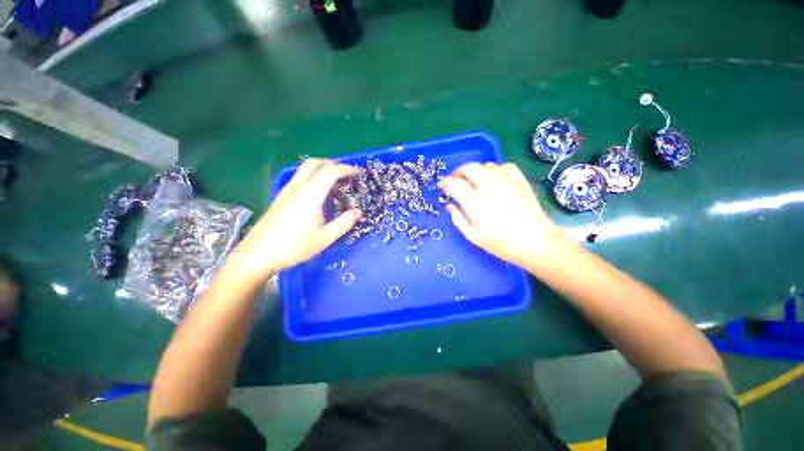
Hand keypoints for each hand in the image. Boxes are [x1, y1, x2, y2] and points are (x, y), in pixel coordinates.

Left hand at [232, 159, 361, 278]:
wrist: (257, 254)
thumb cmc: (294, 247)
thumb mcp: (325, 238)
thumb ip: (344, 223)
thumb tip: (358, 211)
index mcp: (310, 195)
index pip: (330, 172)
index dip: (347, 169)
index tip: (358, 173)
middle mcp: (297, 187)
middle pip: (314, 163)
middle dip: (333, 163)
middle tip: (346, 172)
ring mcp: (286, 191)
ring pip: (305, 168)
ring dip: (322, 168)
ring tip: (335, 180)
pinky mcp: (281, 197)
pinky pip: (299, 177)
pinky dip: (313, 176)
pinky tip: (318, 191)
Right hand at [438, 162, 570, 270]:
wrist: (536, 242)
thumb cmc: (501, 243)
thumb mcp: (473, 236)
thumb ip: (458, 219)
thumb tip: (450, 206)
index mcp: (474, 201)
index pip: (454, 183)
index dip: (445, 183)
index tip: (442, 186)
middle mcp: (488, 185)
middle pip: (468, 168)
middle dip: (458, 172)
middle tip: (455, 180)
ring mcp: (505, 180)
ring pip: (485, 165)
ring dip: (475, 171)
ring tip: (474, 181)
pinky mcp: (519, 180)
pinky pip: (503, 166)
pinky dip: (495, 170)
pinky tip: (495, 179)